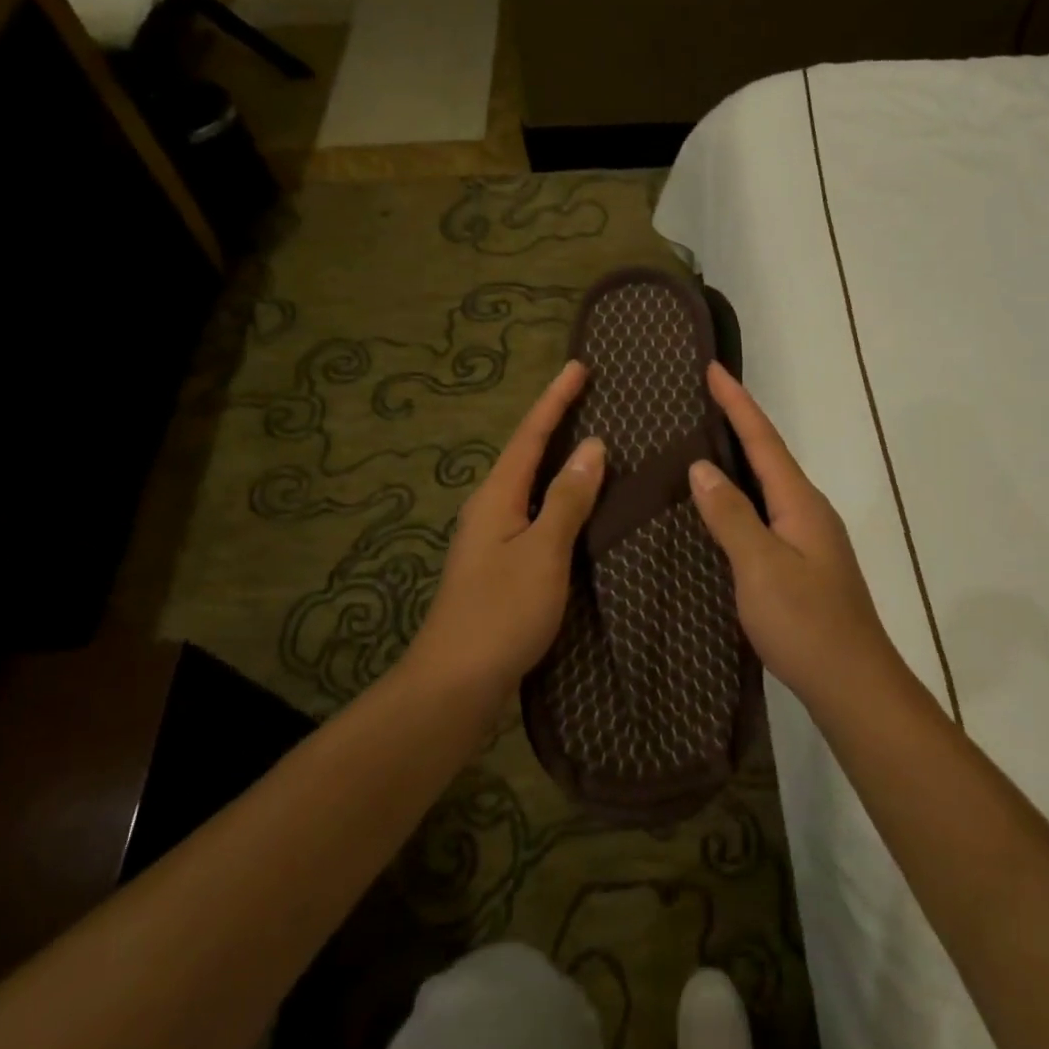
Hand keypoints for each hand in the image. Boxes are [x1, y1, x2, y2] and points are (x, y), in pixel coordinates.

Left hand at [406, 360, 605, 702]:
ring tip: (588, 438)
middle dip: (555, 420)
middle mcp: (490, 507)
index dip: (556, 399)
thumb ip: (568, 499)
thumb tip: (593, 448)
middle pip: (526, 452)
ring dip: (556, 456)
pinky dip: (557, 493)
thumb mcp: (543, 552)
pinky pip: (534, 510)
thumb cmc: (501, 612)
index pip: (531, 435)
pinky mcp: (500, 563)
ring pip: (529, 483)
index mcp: (497, 496)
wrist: (455, 683)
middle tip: (587, 394)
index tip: (579, 366)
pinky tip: (575, 503)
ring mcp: (492, 537)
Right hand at [689, 362, 905, 714]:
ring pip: (769, 485)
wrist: (853, 685)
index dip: (737, 403)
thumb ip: (731, 515)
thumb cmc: (806, 623)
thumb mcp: (761, 566)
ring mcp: (809, 539)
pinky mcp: (804, 564)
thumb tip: (702, 467)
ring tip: (706, 443)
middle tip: (703, 399)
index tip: (713, 367)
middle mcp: (809, 511)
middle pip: (770, 456)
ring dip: (741, 459)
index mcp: (800, 503)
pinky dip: (744, 496)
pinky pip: (768, 513)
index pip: (763, 440)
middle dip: (739, 423)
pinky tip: (725, 508)